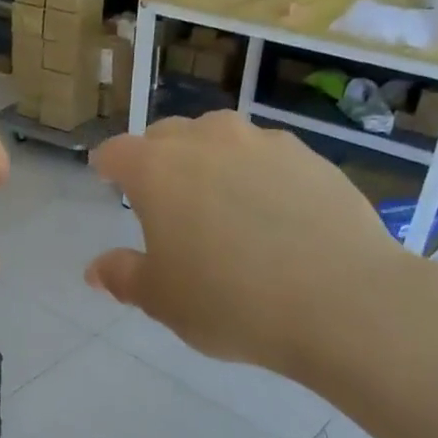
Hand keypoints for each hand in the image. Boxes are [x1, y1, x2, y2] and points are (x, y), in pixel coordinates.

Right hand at [86, 112, 413, 377]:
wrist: (341, 302)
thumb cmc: (230, 302)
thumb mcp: (162, 300)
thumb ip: (124, 277)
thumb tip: (96, 269)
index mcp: (158, 170)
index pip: (118, 152)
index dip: (107, 165)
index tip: (105, 177)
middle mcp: (208, 141)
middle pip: (169, 135)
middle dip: (156, 158)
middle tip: (160, 196)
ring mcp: (265, 144)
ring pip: (221, 138)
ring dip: (208, 159)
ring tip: (217, 200)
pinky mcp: (312, 159)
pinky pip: (267, 156)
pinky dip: (255, 174)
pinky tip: (269, 212)